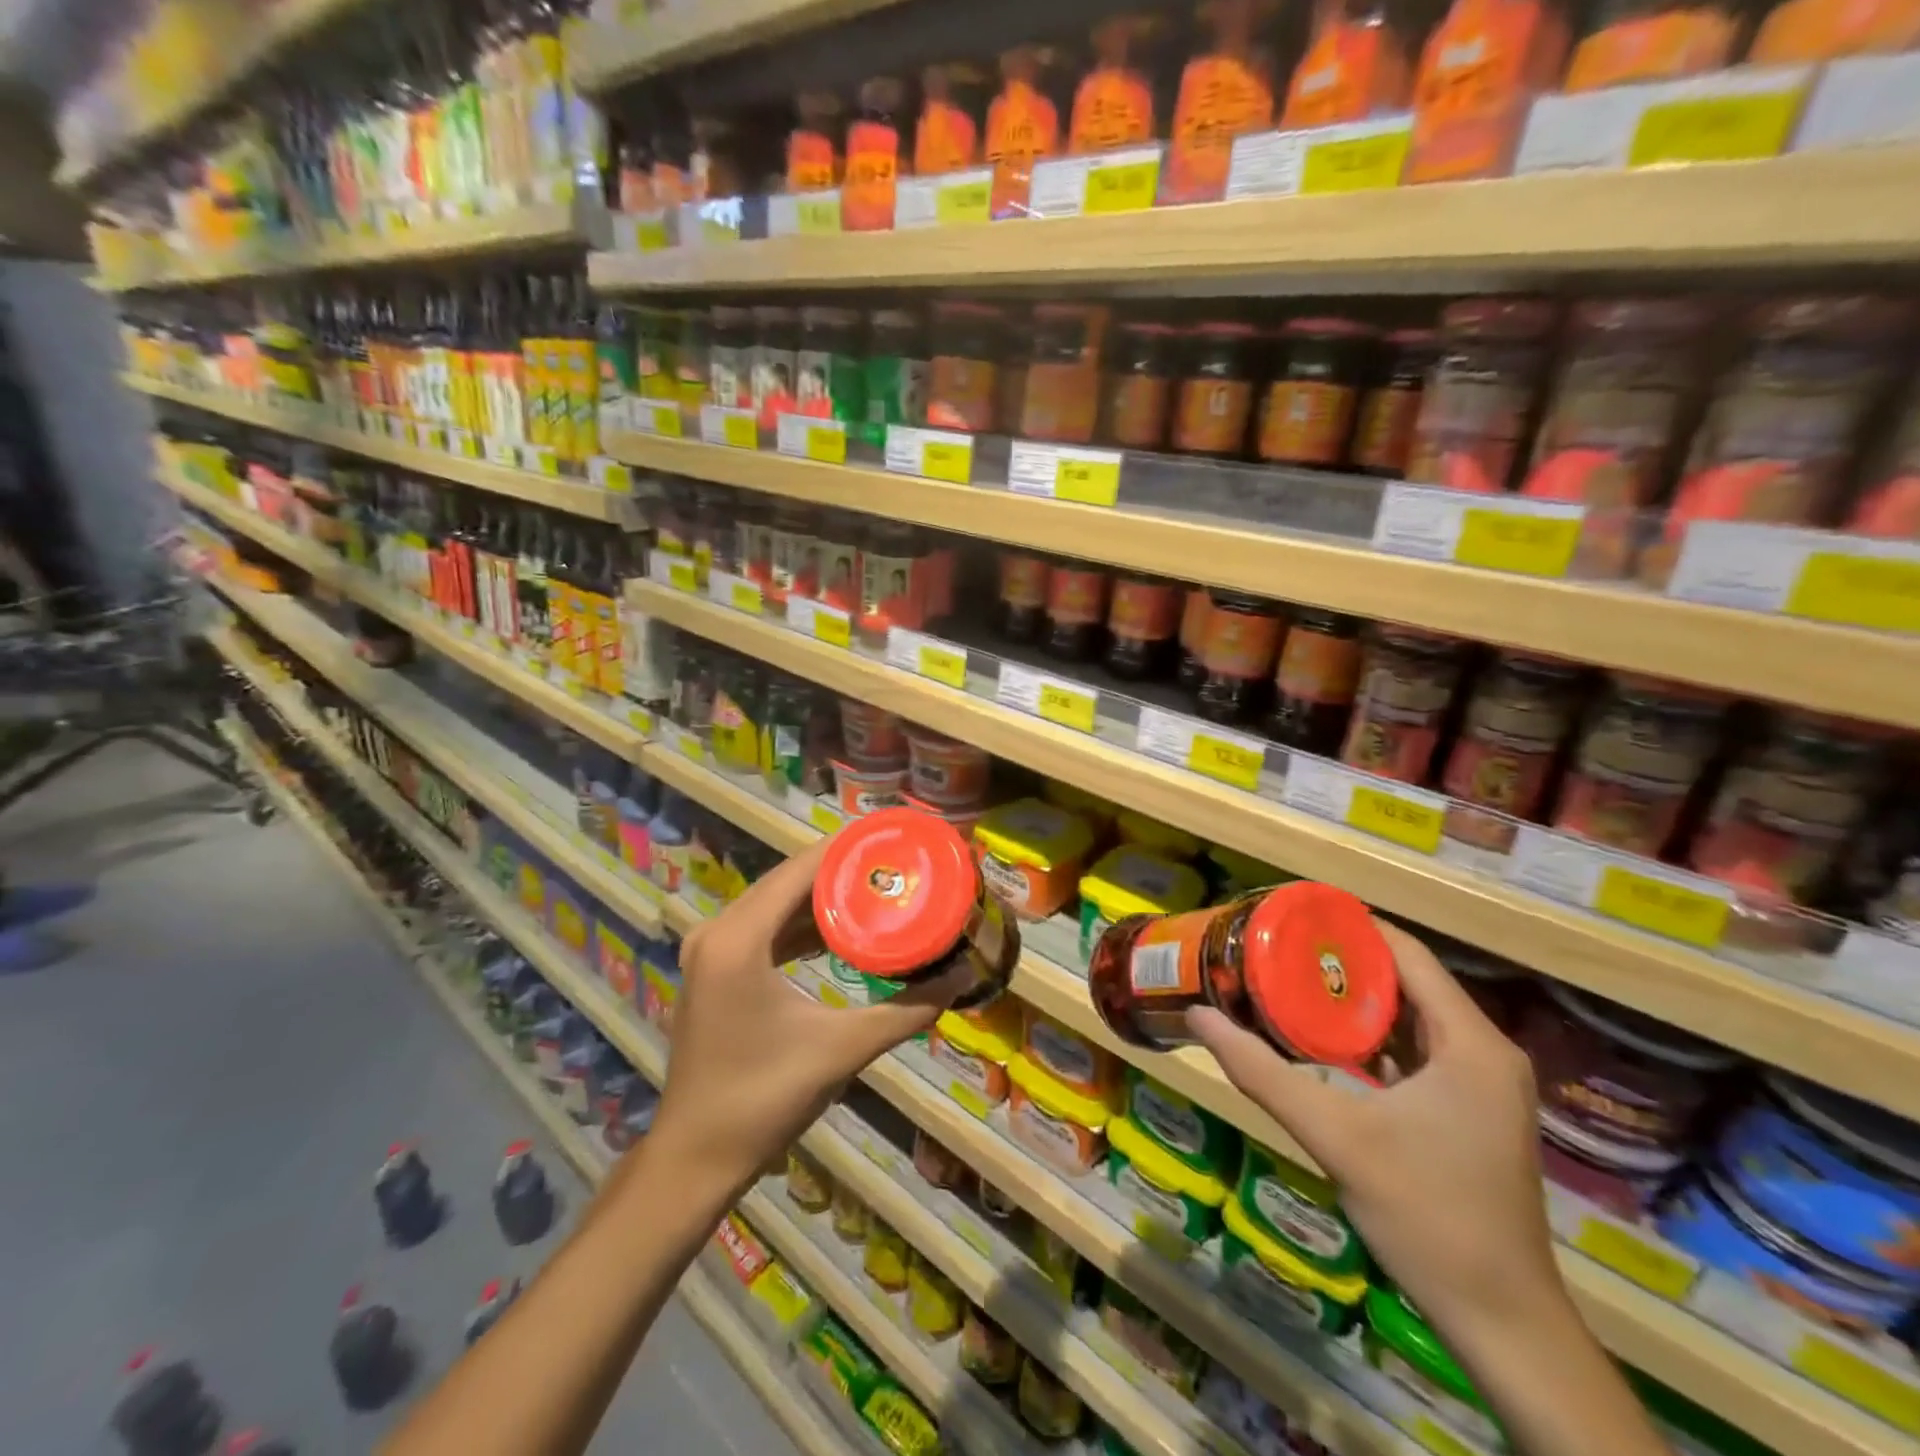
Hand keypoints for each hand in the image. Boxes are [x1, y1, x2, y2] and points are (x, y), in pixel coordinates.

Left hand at [647, 837, 966, 1197]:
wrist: (695, 1157)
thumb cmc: (764, 1099)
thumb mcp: (842, 1049)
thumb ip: (907, 1010)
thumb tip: (960, 977)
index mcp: (740, 938)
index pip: (802, 869)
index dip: (850, 849)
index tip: (896, 840)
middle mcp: (718, 930)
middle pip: (789, 879)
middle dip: (843, 870)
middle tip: (897, 864)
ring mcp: (711, 949)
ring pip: (776, 902)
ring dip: (824, 896)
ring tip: (879, 888)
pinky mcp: (715, 968)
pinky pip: (765, 927)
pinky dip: (803, 923)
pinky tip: (843, 928)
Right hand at [1190, 921, 1561, 1344]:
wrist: (1503, 1322)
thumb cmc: (1426, 1215)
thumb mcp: (1334, 1136)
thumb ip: (1262, 1072)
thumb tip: (1199, 1017)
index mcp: (1470, 1043)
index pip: (1407, 954)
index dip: (1351, 928)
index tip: (1292, 915)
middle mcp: (1484, 1052)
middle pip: (1407, 982)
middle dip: (1342, 962)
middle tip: (1278, 947)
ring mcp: (1481, 1085)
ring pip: (1411, 1018)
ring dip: (1354, 1000)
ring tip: (1289, 980)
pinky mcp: (1470, 1113)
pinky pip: (1416, 1052)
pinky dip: (1371, 1038)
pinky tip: (1322, 1040)